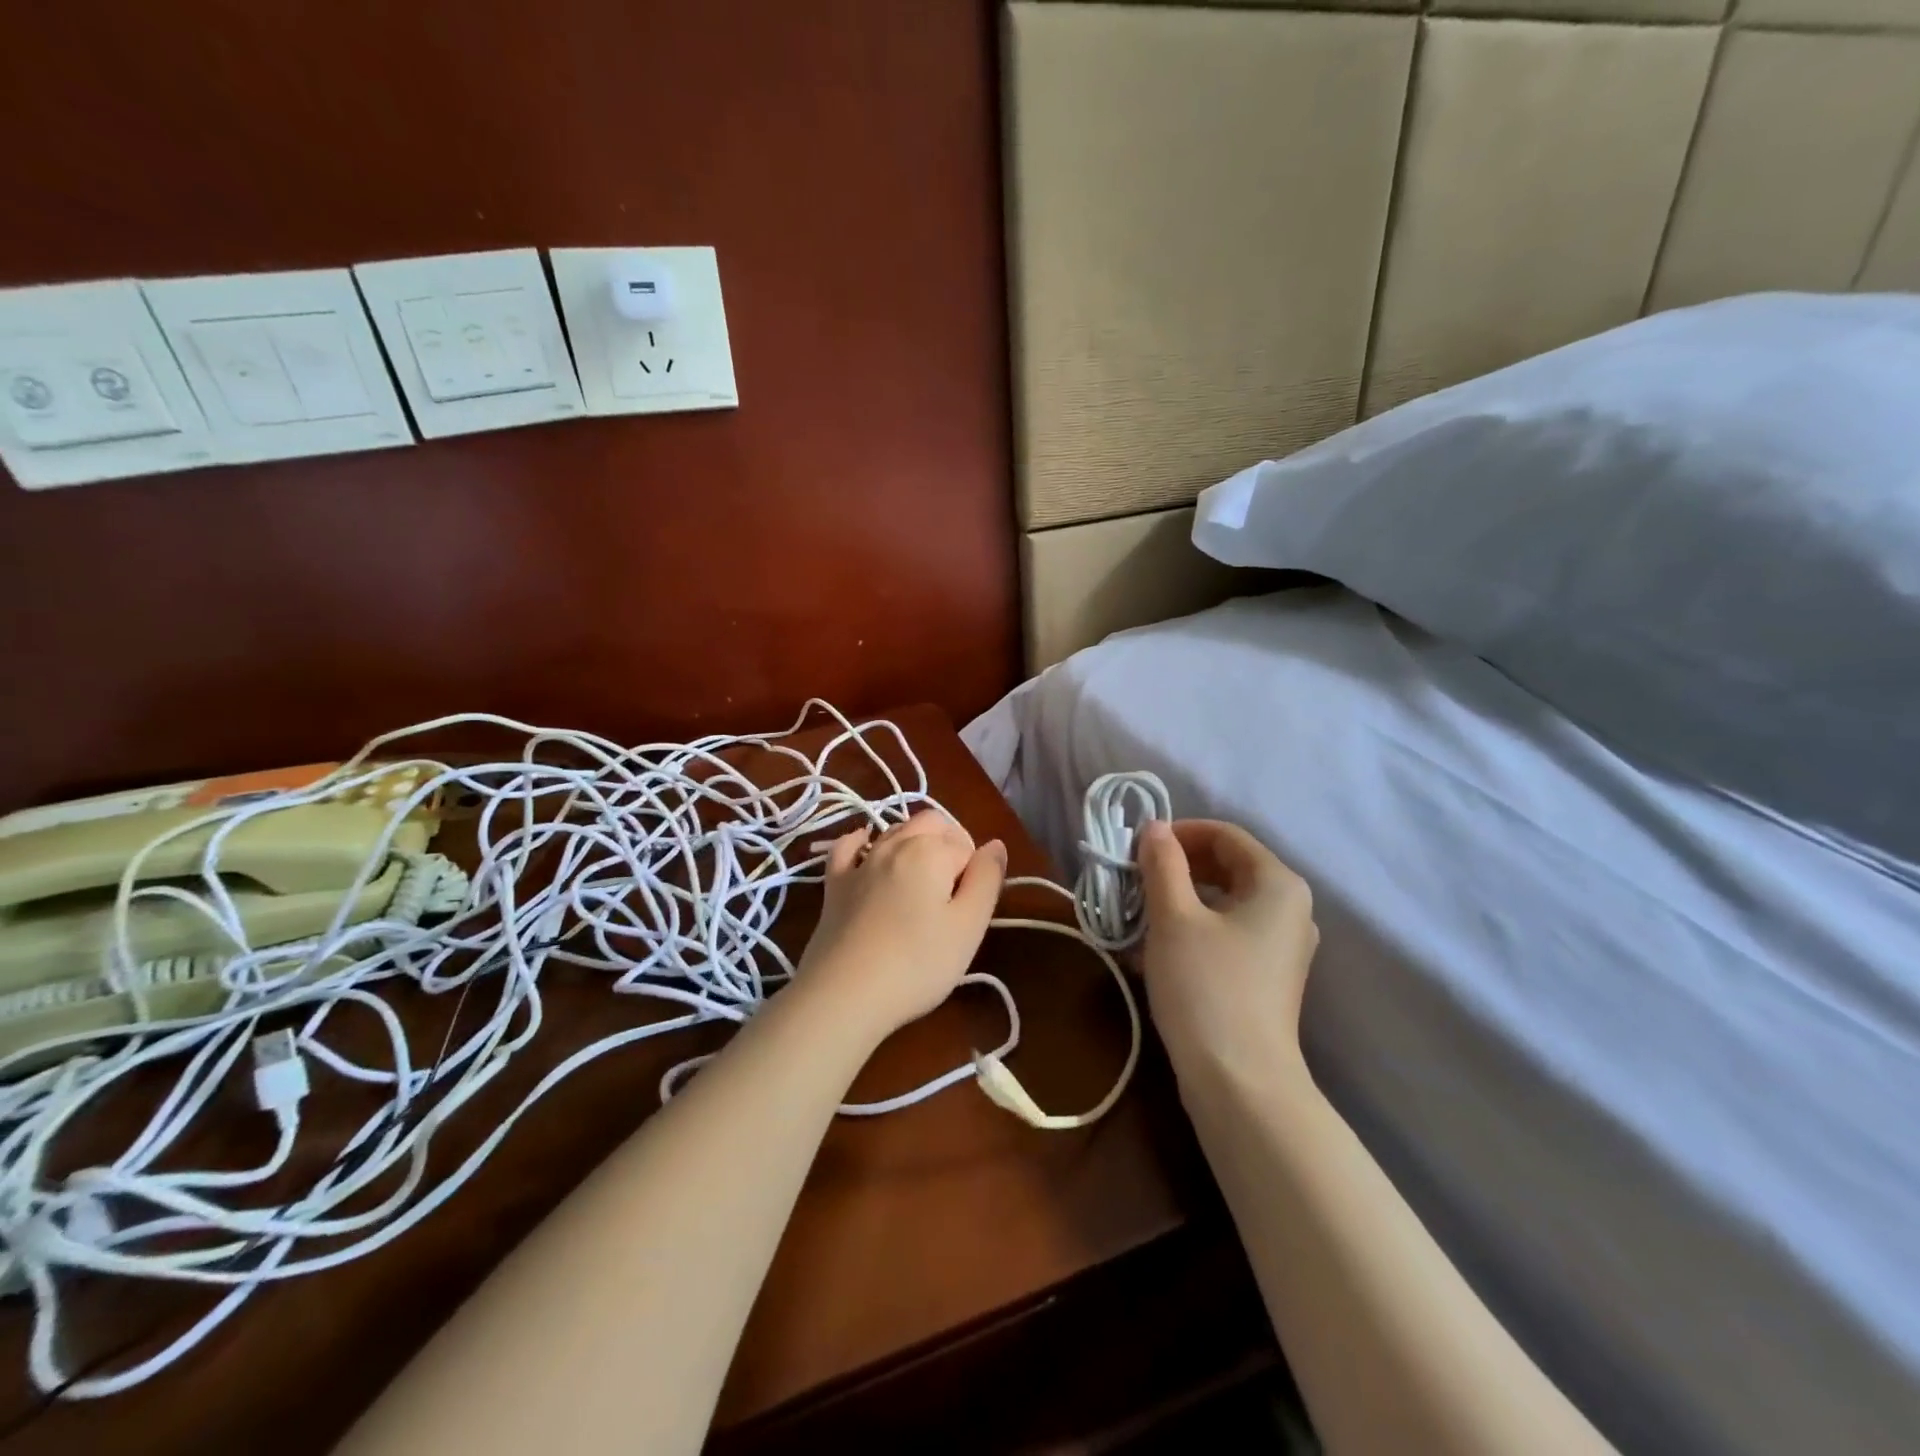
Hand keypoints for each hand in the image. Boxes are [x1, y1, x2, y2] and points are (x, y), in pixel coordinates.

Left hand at [797, 811, 1006, 1042]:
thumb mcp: (969, 926)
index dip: (974, 875)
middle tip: (952, 894)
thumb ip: (987, 879)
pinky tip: (866, 849)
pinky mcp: (834, 883)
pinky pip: (848, 847)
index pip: (967, 847)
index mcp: (931, 850)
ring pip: (894, 831)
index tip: (968, 911)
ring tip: (921, 884)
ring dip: (914, 843)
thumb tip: (995, 845)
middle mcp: (894, 843)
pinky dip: (862, 842)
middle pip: (931, 824)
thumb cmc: (917, 963)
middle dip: (948, 845)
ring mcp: (860, 862)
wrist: (844, 994)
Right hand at [1136, 819, 1318, 1083]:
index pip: (1226, 835)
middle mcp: (1290, 908)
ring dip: (1179, 898)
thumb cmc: (1206, 987)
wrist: (1239, 1082)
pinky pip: (1227, 932)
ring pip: (1224, 901)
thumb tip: (1155, 828)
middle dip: (1176, 866)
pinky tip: (1153, 945)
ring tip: (1137, 911)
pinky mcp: (1267, 975)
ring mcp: (1281, 945)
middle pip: (1227, 866)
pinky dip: (1192, 927)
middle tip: (1134, 878)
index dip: (1179, 833)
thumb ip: (1163, 864)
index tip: (1137, 847)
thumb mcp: (1174, 917)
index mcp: (1278, 884)